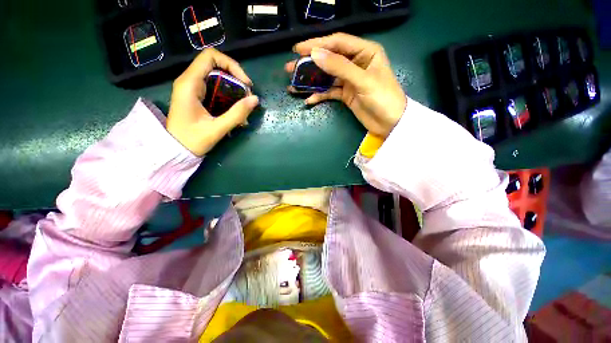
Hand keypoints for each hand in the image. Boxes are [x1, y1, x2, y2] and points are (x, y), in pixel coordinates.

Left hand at [167, 48, 258, 156]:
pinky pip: (216, 90)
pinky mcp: (197, 97)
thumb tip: (255, 99)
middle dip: (236, 80)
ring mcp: (193, 89)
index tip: (246, 83)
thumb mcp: (217, 128)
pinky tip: (237, 112)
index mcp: (189, 84)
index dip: (232, 65)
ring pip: (218, 79)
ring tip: (244, 107)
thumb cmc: (192, 140)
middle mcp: (190, 81)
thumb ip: (237, 114)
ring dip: (235, 91)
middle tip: (248, 98)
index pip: (211, 57)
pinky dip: (229, 98)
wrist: (175, 150)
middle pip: (217, 67)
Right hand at [286, 33, 405, 137]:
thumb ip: (340, 67)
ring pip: (327, 77)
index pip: (337, 43)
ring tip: (294, 85)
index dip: (317, 44)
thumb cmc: (383, 98)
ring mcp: (349, 80)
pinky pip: (329, 92)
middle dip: (310, 63)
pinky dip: (319, 95)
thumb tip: (315, 54)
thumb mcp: (363, 81)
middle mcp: (356, 63)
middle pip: (329, 59)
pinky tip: (308, 100)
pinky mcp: (346, 94)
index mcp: (365, 52)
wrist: (390, 124)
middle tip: (291, 68)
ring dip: (311, 81)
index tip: (298, 50)